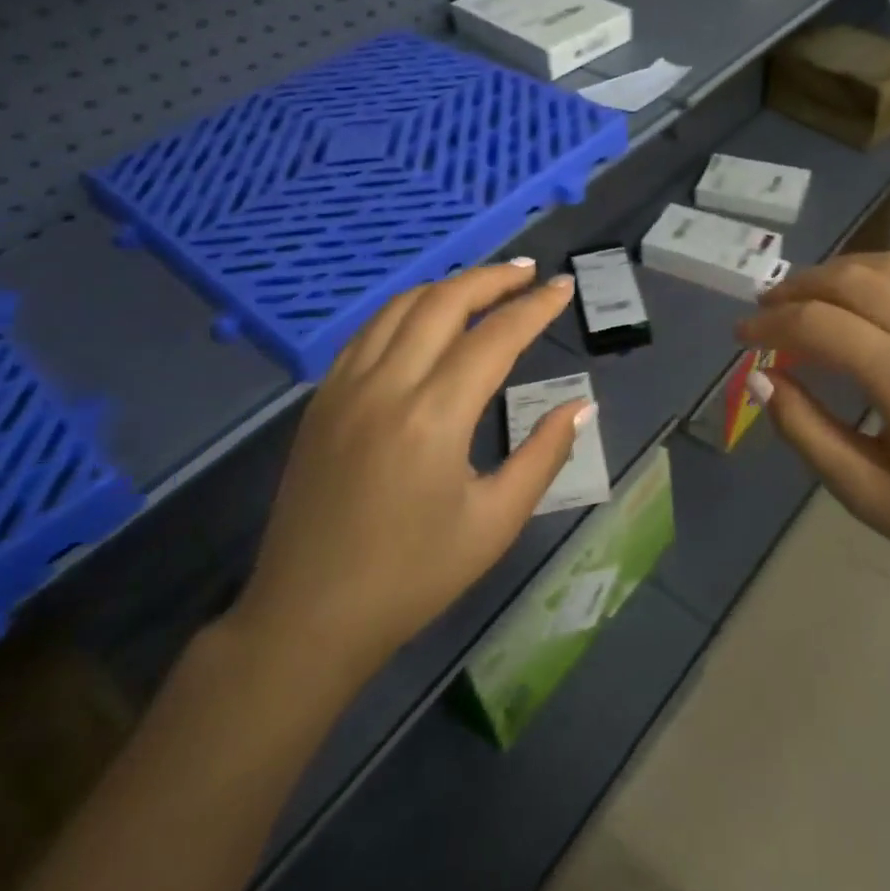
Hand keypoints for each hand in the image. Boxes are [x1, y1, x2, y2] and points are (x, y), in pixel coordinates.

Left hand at [227, 261, 585, 683]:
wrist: (308, 617)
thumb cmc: (412, 578)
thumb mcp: (494, 523)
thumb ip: (543, 455)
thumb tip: (581, 405)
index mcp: (434, 417)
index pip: (495, 337)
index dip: (534, 307)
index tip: (563, 287)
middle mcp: (386, 385)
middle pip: (444, 301)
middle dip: (491, 279)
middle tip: (528, 273)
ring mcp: (345, 387)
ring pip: (401, 306)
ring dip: (447, 286)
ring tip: (485, 286)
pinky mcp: (321, 399)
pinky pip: (368, 330)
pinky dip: (406, 309)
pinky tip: (426, 317)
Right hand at [738, 251, 889, 616]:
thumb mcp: (873, 499)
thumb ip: (808, 433)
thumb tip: (766, 380)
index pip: (819, 325)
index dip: (770, 326)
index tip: (741, 337)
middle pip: (851, 280)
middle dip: (796, 288)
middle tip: (765, 310)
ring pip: (889, 267)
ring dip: (835, 273)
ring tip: (804, 297)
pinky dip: (876, 277)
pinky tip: (861, 304)